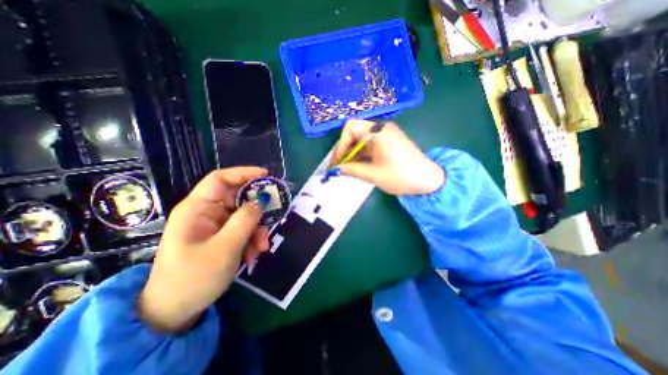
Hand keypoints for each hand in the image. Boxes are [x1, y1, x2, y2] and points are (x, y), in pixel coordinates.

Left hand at [138, 168, 268, 332]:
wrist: (175, 312)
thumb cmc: (194, 278)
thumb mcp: (225, 248)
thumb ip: (245, 220)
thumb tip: (262, 200)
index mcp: (197, 208)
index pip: (221, 179)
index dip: (244, 173)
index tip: (267, 176)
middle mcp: (206, 212)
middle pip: (239, 199)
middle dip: (257, 211)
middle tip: (272, 221)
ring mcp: (215, 225)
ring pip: (245, 216)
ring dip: (257, 230)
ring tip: (261, 248)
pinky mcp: (222, 236)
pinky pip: (243, 229)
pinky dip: (252, 239)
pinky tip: (253, 255)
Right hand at [333, 120, 444, 195]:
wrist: (428, 181)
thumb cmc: (400, 176)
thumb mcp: (373, 174)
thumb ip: (352, 169)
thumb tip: (335, 169)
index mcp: (378, 132)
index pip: (351, 128)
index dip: (341, 144)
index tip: (338, 161)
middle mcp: (381, 129)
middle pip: (355, 132)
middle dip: (344, 149)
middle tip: (338, 165)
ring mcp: (385, 135)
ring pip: (361, 140)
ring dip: (352, 153)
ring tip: (345, 167)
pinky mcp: (388, 143)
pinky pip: (369, 145)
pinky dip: (361, 154)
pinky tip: (356, 165)